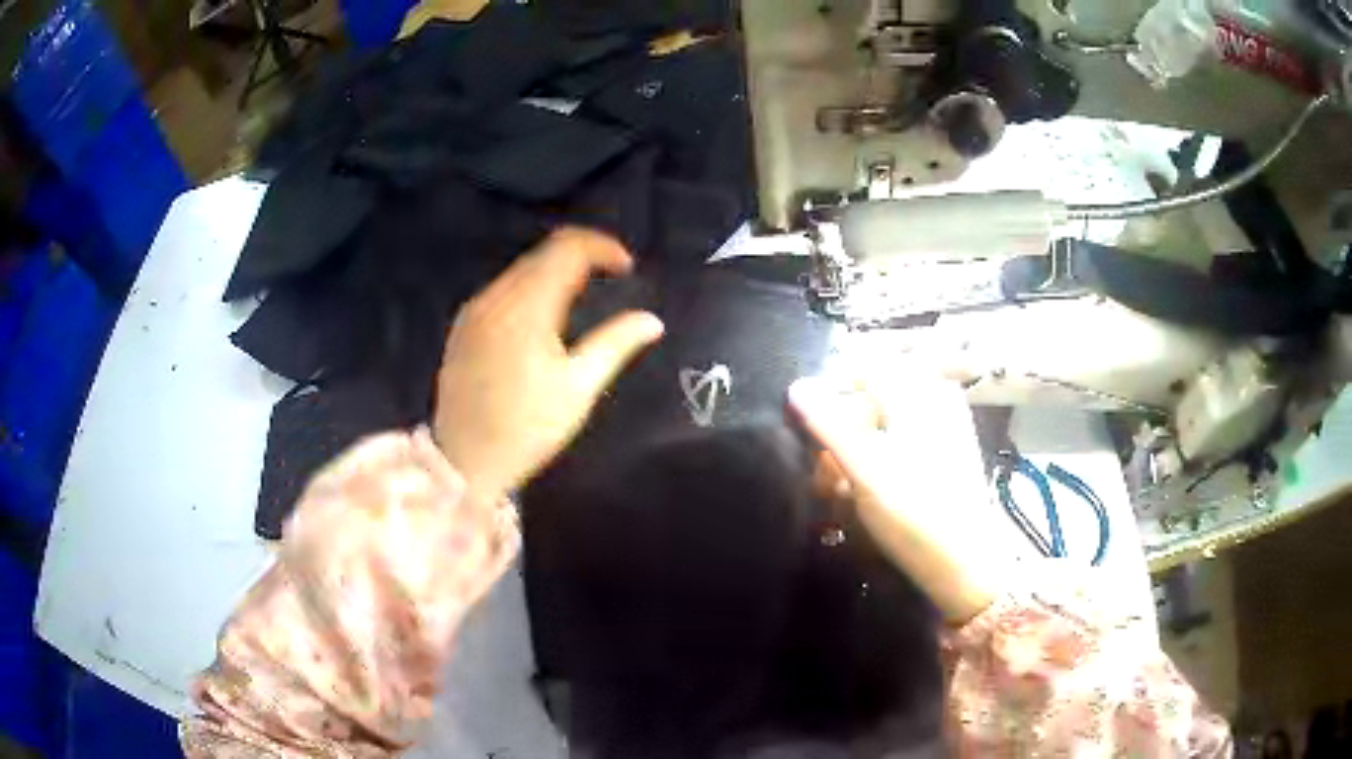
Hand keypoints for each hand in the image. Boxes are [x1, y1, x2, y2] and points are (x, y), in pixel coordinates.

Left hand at [434, 228, 664, 500]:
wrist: (464, 461)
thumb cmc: (527, 429)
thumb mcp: (578, 389)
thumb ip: (615, 344)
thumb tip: (652, 320)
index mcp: (527, 308)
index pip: (567, 249)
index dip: (603, 248)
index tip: (628, 268)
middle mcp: (496, 296)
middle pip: (543, 252)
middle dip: (582, 254)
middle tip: (611, 277)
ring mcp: (475, 309)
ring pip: (521, 267)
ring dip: (556, 269)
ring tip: (583, 294)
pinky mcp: (464, 324)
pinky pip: (503, 287)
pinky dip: (531, 285)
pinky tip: (545, 313)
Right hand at [789, 372, 1003, 623]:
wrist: (963, 564)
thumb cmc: (914, 514)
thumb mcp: (865, 468)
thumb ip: (829, 424)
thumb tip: (796, 386)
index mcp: (918, 394)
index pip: (864, 365)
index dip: (830, 391)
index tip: (807, 425)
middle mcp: (933, 401)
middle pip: (872, 396)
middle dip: (841, 430)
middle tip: (823, 470)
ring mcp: (943, 428)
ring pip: (882, 423)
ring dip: (854, 451)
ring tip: (838, 489)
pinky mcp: (945, 455)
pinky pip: (898, 443)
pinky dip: (875, 462)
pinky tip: (862, 494)